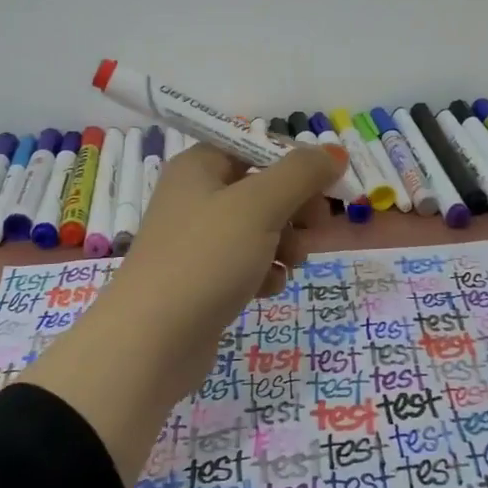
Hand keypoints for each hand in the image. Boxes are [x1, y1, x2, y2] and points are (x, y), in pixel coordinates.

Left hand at [22, 143, 344, 481]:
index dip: (294, 163)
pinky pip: (247, 263)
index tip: (325, 186)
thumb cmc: (206, 259)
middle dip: (295, 208)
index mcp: (199, 166)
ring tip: (289, 262)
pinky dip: (264, 272)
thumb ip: (301, 174)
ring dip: (286, 243)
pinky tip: (266, 289)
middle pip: (263, 188)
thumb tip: (334, 151)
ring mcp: (198, 240)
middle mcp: (195, 196)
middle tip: (313, 227)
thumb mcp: (259, 206)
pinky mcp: (203, 278)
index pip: (257, 146)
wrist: (152, 341)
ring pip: (260, 228)